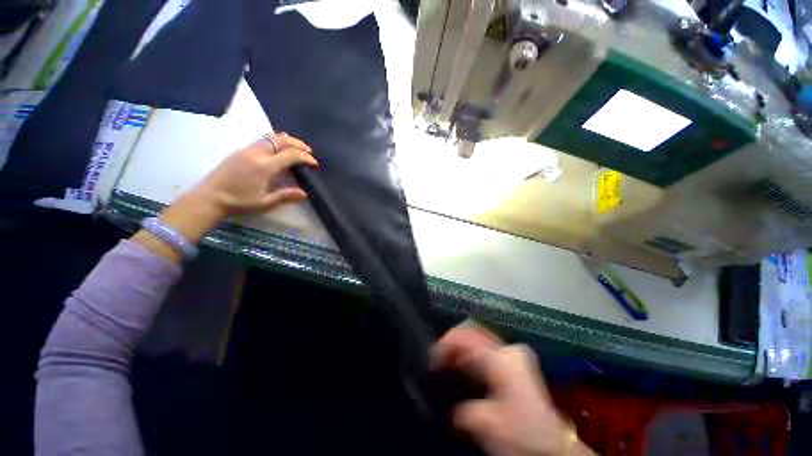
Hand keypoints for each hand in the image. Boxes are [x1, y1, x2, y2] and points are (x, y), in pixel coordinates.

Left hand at [191, 133, 316, 216]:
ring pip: (270, 136)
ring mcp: (247, 149)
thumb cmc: (239, 202)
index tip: (314, 163)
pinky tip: (279, 150)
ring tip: (296, 148)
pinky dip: (275, 141)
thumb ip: (286, 196)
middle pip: (281, 139)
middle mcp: (256, 153)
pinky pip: (262, 139)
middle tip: (309, 151)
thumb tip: (305, 193)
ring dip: (287, 140)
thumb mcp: (265, 203)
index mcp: (264, 166)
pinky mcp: (240, 150)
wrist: (209, 197)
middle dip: (298, 144)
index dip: (305, 157)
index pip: (290, 155)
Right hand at [434, 324, 592, 455]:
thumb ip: (461, 409)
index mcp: (502, 358)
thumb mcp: (485, 423)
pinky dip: (470, 353)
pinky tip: (462, 365)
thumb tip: (448, 403)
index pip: (467, 336)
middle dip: (452, 342)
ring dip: (460, 348)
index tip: (432, 355)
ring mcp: (512, 353)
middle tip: (437, 357)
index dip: (446, 342)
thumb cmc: (520, 430)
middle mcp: (508, 349)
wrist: (550, 442)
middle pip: (472, 332)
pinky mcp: (513, 361)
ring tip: (446, 361)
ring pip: (478, 338)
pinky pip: (484, 348)